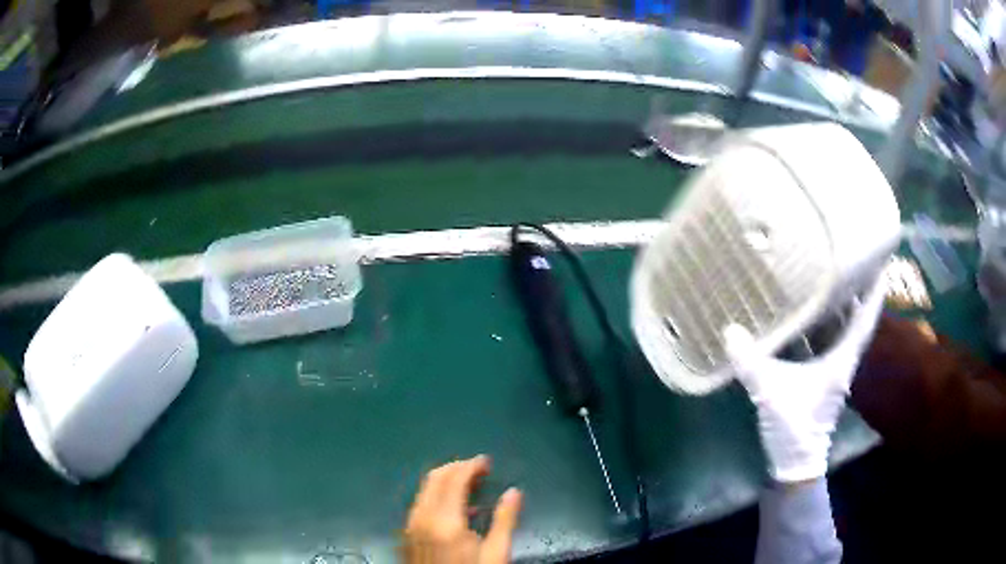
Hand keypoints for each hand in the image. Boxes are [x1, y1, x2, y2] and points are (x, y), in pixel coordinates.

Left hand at [402, 456, 522, 563]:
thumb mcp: (496, 553)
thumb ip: (505, 520)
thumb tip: (514, 492)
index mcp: (445, 521)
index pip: (454, 480)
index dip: (471, 466)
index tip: (487, 462)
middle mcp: (423, 517)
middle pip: (435, 478)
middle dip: (457, 468)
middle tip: (479, 469)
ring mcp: (411, 525)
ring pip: (425, 489)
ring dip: (446, 480)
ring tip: (470, 484)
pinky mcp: (408, 533)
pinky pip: (420, 503)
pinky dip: (436, 495)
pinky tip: (455, 507)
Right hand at [724, 274, 886, 482]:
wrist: (796, 462)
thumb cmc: (794, 427)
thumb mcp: (770, 392)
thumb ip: (751, 362)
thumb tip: (730, 330)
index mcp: (842, 359)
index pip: (866, 318)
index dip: (875, 289)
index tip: (880, 259)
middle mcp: (844, 359)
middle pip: (857, 316)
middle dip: (857, 287)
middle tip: (847, 255)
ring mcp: (834, 368)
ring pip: (843, 328)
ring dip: (841, 304)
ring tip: (830, 275)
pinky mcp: (822, 377)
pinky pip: (829, 340)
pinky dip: (824, 324)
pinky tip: (809, 314)